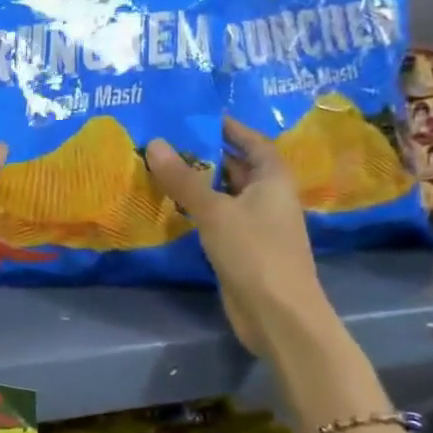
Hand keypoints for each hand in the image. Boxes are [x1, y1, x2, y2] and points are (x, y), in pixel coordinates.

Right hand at [145, 117, 332, 357]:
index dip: (228, 127)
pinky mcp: (243, 249)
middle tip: (166, 141)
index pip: (252, 141)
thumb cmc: (254, 252)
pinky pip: (218, 219)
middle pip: (237, 167)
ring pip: (224, 194)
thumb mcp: (214, 210)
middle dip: (205, 154)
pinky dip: (197, 210)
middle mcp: (268, 197)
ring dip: (198, 183)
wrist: (279, 315)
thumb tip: (154, 143)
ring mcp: (256, 225)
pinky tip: (171, 206)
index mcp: (273, 179)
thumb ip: (183, 178)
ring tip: (160, 168)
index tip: (196, 116)